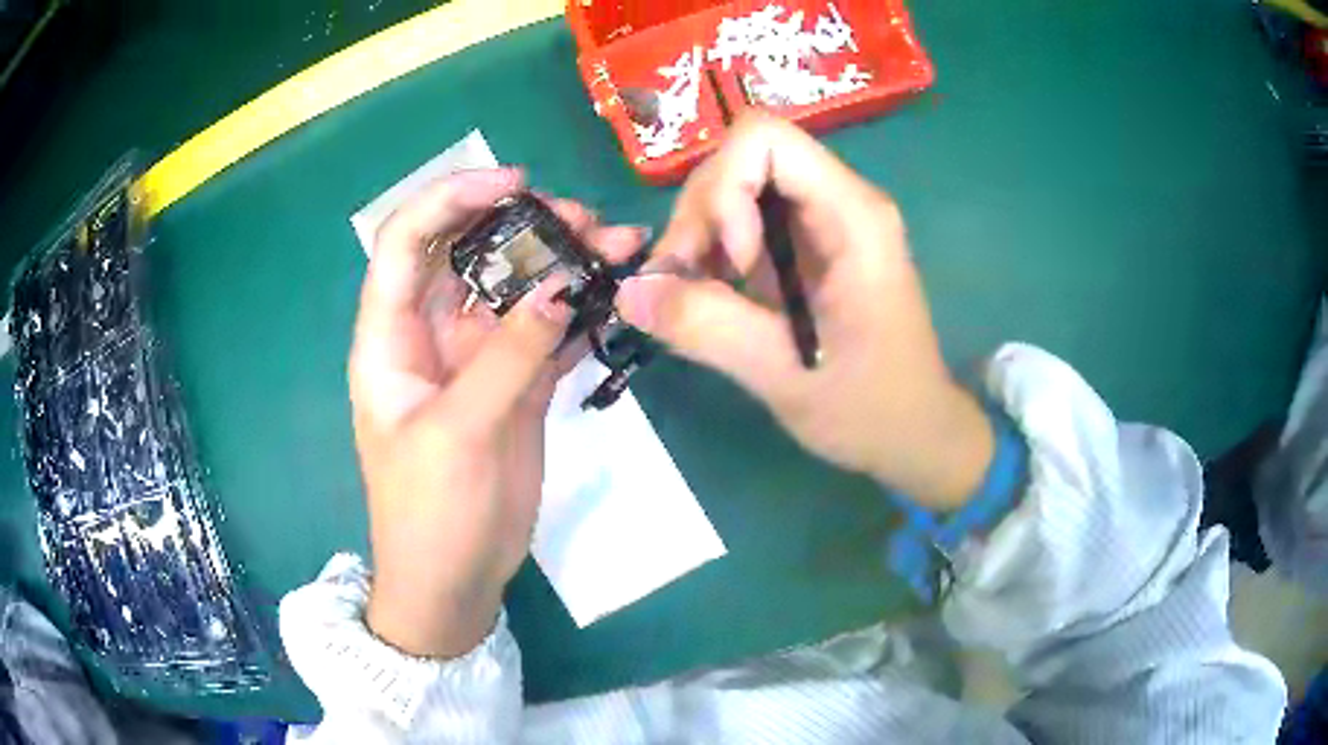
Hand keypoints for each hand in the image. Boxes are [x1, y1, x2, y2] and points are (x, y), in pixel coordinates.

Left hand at [349, 169, 645, 657]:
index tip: (513, 184)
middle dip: (522, 225)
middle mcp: (431, 335)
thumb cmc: (429, 513)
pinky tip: (617, 296)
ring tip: (617, 247)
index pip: (408, 243)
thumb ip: (507, 357)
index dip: (451, 200)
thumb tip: (561, 288)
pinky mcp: (517, 385)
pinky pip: (547, 332)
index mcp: (390, 338)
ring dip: (562, 263)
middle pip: (471, 255)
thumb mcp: (457, 434)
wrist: (454, 579)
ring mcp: (478, 359)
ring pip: (517, 289)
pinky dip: (580, 311)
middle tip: (583, 219)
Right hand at [616, 115, 992, 509]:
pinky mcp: (809, 243)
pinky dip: (714, 252)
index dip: (726, 188)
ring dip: (700, 236)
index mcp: (852, 215)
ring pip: (735, 186)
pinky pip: (745, 219)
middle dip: (701, 216)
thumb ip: (707, 328)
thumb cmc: (870, 408)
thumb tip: (628, 291)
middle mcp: (839, 199)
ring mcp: (824, 219)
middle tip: (687, 287)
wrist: (913, 431)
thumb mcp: (785, 376)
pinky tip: (716, 298)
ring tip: (699, 299)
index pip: (764, 138)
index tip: (729, 263)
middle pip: (741, 158)